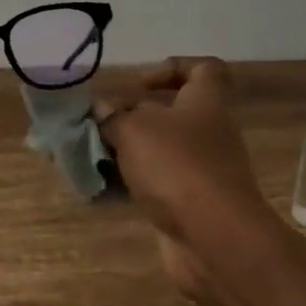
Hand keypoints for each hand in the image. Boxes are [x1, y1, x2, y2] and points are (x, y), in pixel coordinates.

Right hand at [98, 58, 275, 305]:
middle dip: (133, 117)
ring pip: (159, 150)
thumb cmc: (177, 166)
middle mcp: (209, 130)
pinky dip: (131, 183)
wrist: (214, 237)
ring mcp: (201, 169)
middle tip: (101, 124)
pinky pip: (156, 183)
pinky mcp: (190, 202)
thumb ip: (113, 116)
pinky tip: (103, 186)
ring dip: (127, 151)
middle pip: (171, 112)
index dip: (171, 68)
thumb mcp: (134, 129)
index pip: (203, 69)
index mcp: (206, 101)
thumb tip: (102, 109)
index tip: (138, 85)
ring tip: (92, 155)